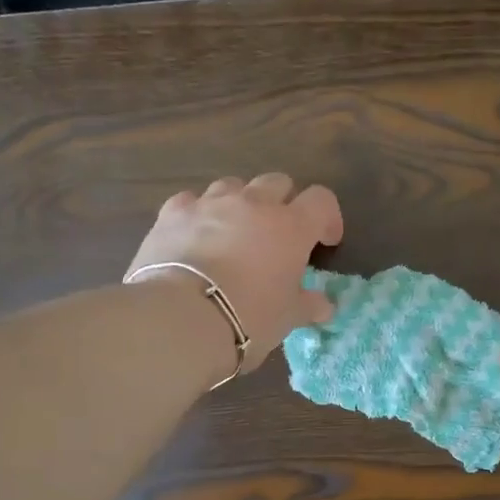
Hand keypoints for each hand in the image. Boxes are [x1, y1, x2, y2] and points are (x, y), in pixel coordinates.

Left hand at [125, 174, 343, 371]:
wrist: (181, 317)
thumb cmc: (249, 316)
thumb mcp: (288, 317)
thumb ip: (309, 305)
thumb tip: (324, 306)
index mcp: (291, 226)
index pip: (321, 201)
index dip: (327, 218)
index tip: (325, 242)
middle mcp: (253, 204)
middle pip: (277, 182)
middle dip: (283, 203)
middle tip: (279, 235)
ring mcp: (210, 203)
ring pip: (233, 185)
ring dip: (241, 203)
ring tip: (235, 232)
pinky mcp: (172, 212)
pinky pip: (192, 200)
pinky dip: (199, 213)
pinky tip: (195, 235)